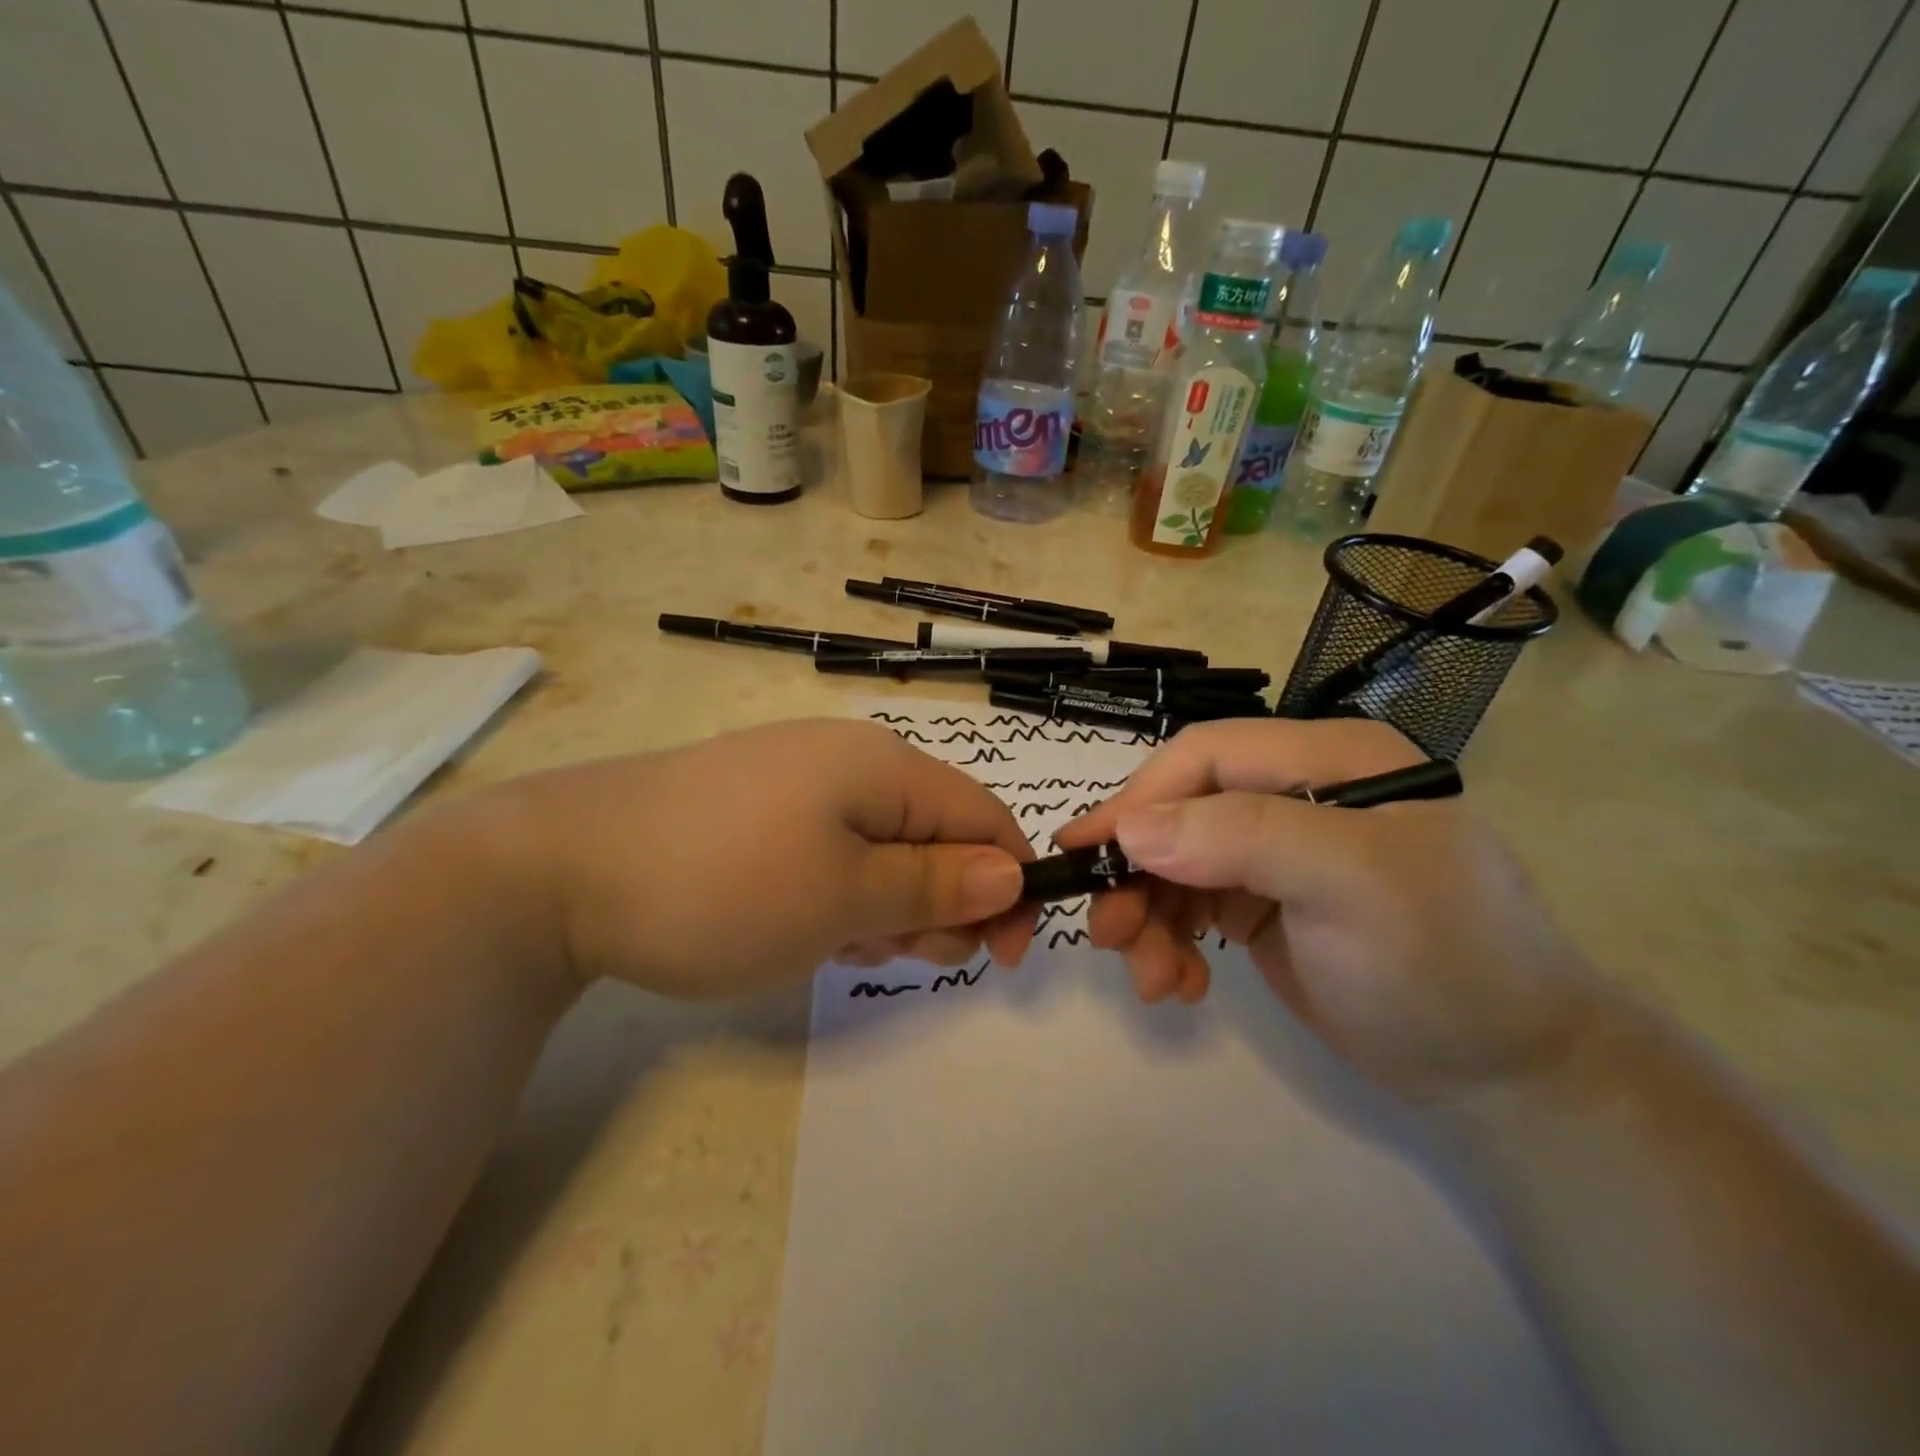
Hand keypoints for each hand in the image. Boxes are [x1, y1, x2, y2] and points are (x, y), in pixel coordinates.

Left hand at [481, 719, 1035, 998]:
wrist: (560, 870)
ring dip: (888, 906)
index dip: (1009, 884)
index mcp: (885, 766)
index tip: (1002, 956)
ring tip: (844, 948)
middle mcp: (851, 761)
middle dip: (941, 903)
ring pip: (884, 849)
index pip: (985, 817)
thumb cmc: (725, 884)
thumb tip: (1011, 873)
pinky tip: (807, 930)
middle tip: (902, 957)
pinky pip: (833, 852)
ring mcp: (800, 784)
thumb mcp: (846, 897)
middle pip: (937, 834)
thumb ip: (937, 885)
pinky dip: (841, 897)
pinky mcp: (761, 811)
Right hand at [1054, 719, 1598, 1104]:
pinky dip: (1170, 940)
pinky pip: (1190, 904)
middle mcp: (1298, 793)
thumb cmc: (1443, 964)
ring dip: (1148, 917)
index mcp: (1329, 760)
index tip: (1086, 854)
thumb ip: (1243, 838)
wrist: (1509, 1074)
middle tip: (1108, 935)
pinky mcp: (1264, 902)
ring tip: (1151, 979)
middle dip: (1138, 873)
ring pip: (1175, 862)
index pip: (1207, 755)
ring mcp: (1278, 851)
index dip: (1140, 798)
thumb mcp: (1353, 886)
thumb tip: (1132, 830)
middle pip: (1181, 811)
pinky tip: (1180, 983)